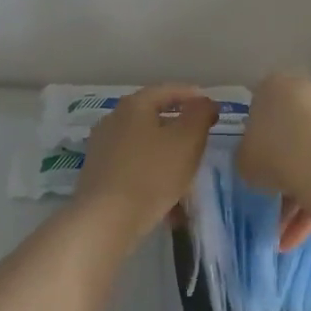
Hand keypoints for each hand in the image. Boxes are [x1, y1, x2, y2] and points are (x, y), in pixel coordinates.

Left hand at [73, 85, 218, 244]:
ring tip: (188, 176)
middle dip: (180, 130)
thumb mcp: (187, 140)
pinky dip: (153, 177)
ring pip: (145, 146)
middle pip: (153, 118)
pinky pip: (134, 168)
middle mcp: (113, 120)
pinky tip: (168, 202)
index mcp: (134, 105)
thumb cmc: (152, 173)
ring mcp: (102, 148)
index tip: (212, 109)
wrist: (106, 220)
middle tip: (201, 142)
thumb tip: (204, 102)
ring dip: (167, 157)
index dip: (193, 97)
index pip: (167, 90)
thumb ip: (200, 115)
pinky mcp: (98, 175)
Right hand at [237, 75, 310, 249]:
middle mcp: (307, 93)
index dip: (256, 139)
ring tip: (285, 236)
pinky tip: (300, 237)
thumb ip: (247, 157)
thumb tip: (255, 163)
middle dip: (282, 171)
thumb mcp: (242, 159)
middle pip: (291, 133)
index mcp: (274, 87)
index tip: (255, 165)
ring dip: (299, 196)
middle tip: (272, 203)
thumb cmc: (270, 150)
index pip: (261, 109)